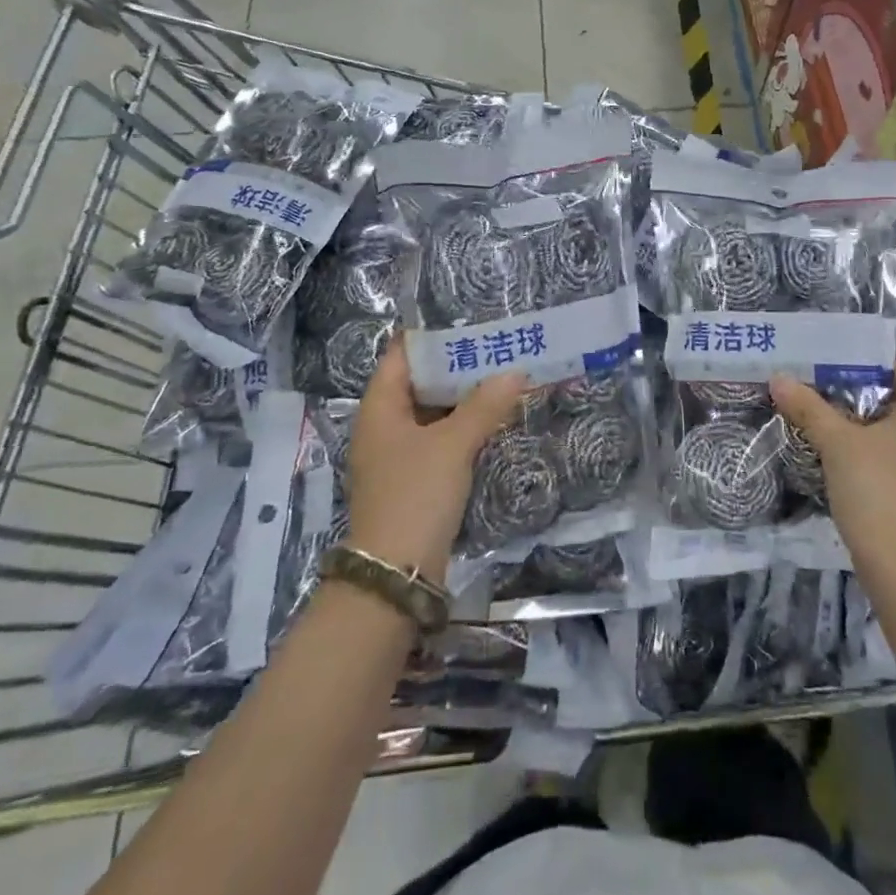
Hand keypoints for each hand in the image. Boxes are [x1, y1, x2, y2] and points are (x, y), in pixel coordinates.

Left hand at [346, 337, 526, 583]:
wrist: (396, 573)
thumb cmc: (416, 494)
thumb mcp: (453, 445)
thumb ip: (484, 406)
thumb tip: (515, 373)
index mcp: (380, 407)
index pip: (401, 356)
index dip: (431, 336)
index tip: (467, 321)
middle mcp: (383, 426)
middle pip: (420, 383)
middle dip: (456, 367)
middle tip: (496, 347)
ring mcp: (397, 455)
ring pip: (432, 413)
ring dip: (463, 399)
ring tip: (501, 376)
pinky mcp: (414, 479)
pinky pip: (439, 440)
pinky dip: (462, 427)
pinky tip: (492, 420)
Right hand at [770, 363, 895, 588]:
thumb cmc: (877, 490)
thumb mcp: (837, 443)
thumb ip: (810, 409)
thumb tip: (779, 378)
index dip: (887, 365)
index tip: (850, 364)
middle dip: (862, 395)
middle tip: (824, 389)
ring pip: (891, 437)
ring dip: (860, 428)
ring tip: (821, 422)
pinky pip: (887, 464)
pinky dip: (864, 456)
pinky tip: (834, 462)